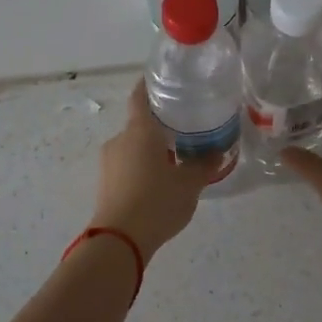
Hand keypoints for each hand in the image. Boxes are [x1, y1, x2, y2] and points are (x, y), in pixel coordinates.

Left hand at [89, 82, 219, 258]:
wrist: (118, 240)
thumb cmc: (156, 202)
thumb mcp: (189, 184)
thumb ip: (203, 164)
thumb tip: (216, 151)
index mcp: (139, 130)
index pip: (141, 96)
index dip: (150, 86)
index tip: (163, 82)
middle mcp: (120, 140)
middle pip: (139, 125)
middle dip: (159, 127)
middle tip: (184, 131)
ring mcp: (109, 163)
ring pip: (133, 148)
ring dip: (151, 151)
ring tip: (175, 161)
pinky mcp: (105, 184)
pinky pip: (127, 167)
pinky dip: (142, 169)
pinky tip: (159, 184)